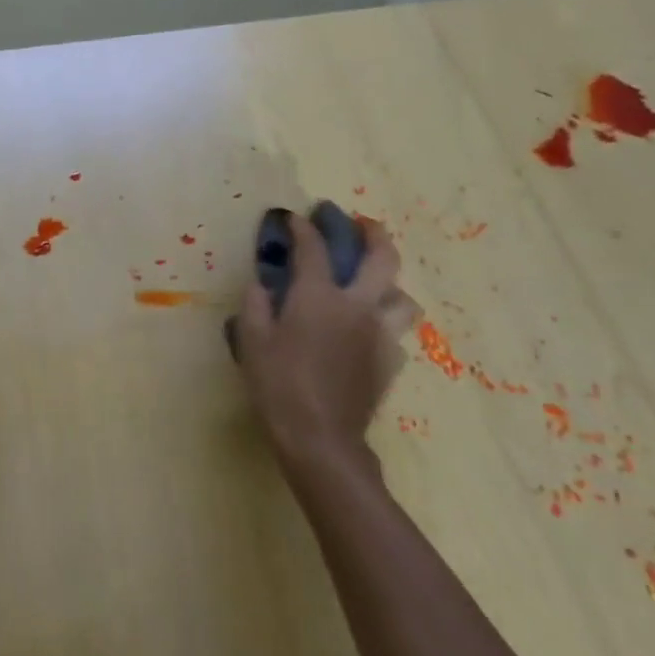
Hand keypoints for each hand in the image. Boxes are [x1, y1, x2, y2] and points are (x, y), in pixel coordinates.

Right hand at [234, 210, 417, 463]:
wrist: (320, 437)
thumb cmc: (278, 384)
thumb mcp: (251, 341)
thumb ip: (255, 305)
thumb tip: (261, 285)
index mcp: (318, 297)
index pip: (314, 248)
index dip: (303, 229)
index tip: (294, 219)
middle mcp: (356, 307)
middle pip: (383, 259)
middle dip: (374, 235)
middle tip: (363, 226)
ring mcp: (380, 335)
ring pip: (402, 297)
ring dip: (389, 285)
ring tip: (373, 286)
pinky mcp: (390, 362)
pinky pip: (395, 333)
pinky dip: (383, 325)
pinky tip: (366, 333)